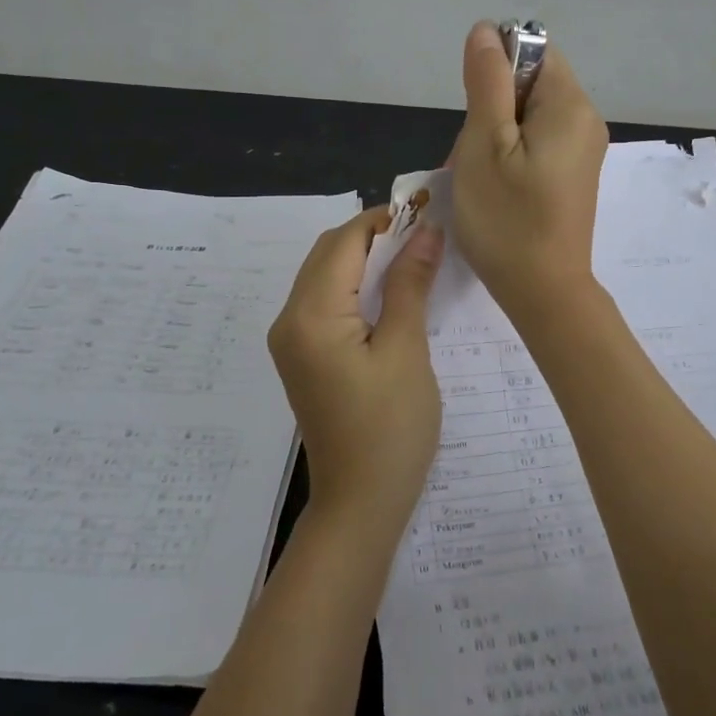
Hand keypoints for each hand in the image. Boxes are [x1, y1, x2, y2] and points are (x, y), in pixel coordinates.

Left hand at [267, 208, 445, 540]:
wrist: (360, 504)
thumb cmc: (391, 429)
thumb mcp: (406, 350)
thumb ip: (409, 284)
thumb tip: (425, 231)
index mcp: (311, 315)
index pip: (344, 242)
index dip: (383, 219)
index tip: (426, 211)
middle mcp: (289, 320)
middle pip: (328, 254)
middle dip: (373, 235)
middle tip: (424, 234)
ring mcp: (291, 340)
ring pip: (325, 276)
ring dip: (364, 259)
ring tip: (413, 257)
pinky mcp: (302, 357)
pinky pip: (324, 302)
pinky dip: (355, 286)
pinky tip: (389, 292)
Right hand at [449, 21, 607, 322]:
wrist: (543, 292)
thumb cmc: (507, 218)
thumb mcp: (484, 144)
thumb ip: (485, 82)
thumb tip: (486, 30)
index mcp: (570, 105)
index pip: (532, 52)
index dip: (495, 71)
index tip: (476, 116)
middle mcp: (586, 120)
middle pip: (528, 85)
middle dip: (490, 111)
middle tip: (473, 156)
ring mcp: (583, 150)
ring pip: (526, 118)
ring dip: (494, 137)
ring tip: (480, 177)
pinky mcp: (574, 174)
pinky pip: (536, 144)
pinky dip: (509, 156)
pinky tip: (496, 188)